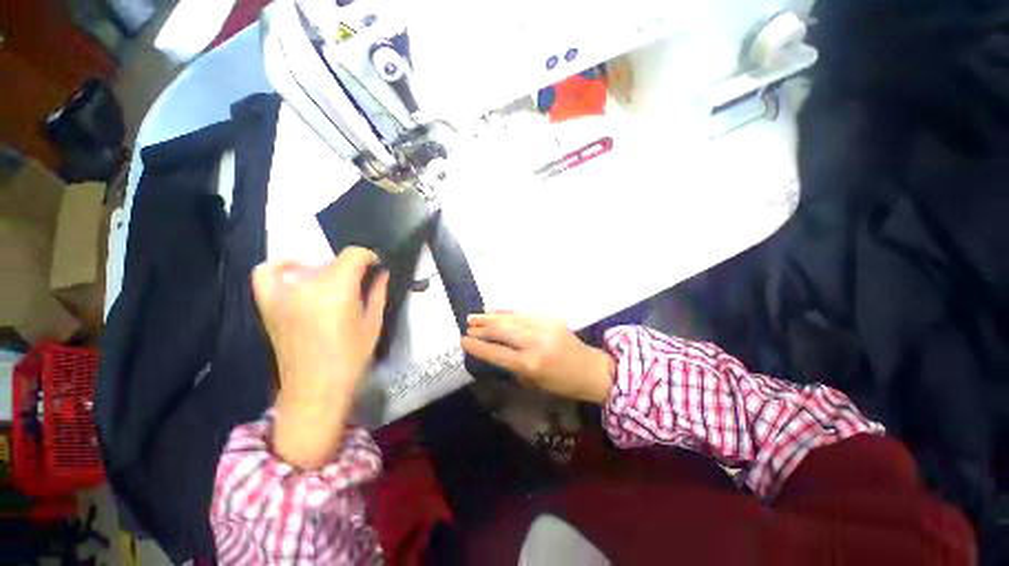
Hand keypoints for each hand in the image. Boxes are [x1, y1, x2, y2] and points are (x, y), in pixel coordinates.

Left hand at [252, 247, 388, 468]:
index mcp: (337, 290)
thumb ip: (378, 292)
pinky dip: (281, 266)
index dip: (368, 257)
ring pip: (310, 266)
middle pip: (333, 261)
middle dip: (352, 269)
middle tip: (360, 285)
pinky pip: (267, 272)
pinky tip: (295, 272)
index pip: (354, 254)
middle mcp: (307, 285)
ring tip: (335, 287)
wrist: (314, 388)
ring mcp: (283, 293)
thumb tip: (382, 272)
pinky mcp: (267, 303)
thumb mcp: (373, 323)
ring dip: (327, 271)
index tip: (376, 268)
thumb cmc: (351, 358)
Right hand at [462, 313, 614, 403]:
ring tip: (474, 316)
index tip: (463, 341)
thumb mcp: (533, 383)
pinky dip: (507, 311)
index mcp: (530, 364)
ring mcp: (543, 326)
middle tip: (467, 327)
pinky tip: (494, 310)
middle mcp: (534, 342)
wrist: (590, 369)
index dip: (477, 347)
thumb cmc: (561, 383)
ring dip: (490, 317)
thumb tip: (495, 351)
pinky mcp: (549, 318)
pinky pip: (523, 313)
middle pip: (501, 331)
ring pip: (510, 319)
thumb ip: (513, 366)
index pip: (496, 353)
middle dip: (481, 329)